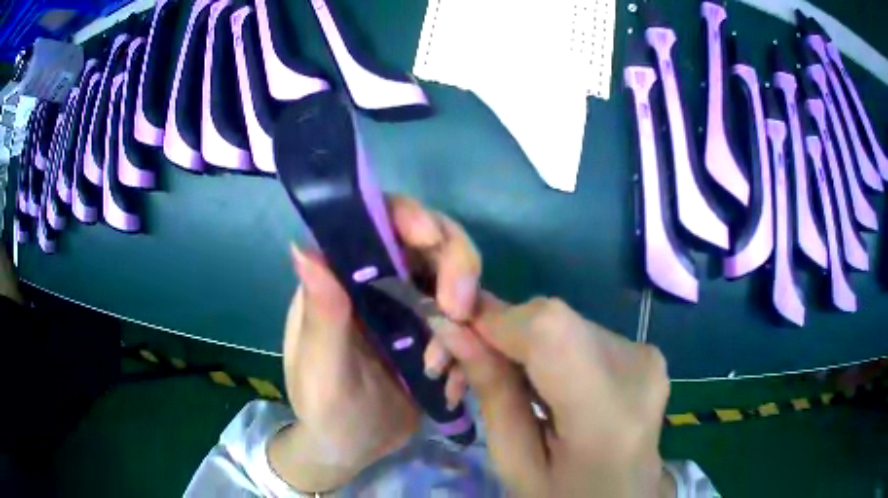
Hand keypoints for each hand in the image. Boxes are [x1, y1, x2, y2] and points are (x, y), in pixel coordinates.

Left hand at [268, 196, 481, 492]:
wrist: (352, 447)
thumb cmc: (324, 408)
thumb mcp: (320, 370)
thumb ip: (321, 316)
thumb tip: (305, 248)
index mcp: (343, 278)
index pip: (377, 223)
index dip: (407, 216)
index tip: (429, 237)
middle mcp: (380, 283)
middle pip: (432, 243)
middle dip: (455, 266)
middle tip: (458, 309)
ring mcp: (412, 308)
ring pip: (457, 282)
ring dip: (464, 317)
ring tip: (441, 368)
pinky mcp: (436, 335)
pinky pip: (468, 325)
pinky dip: (469, 347)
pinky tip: (450, 386)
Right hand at [431, 295, 671, 496]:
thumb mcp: (516, 464)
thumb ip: (492, 393)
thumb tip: (451, 329)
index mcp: (607, 412)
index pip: (549, 329)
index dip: (494, 317)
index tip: (448, 332)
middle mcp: (637, 367)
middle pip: (551, 319)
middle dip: (495, 332)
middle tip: (454, 368)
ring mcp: (646, 356)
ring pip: (561, 322)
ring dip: (516, 341)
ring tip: (485, 378)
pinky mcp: (644, 352)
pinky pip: (578, 332)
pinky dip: (543, 348)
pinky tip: (529, 380)